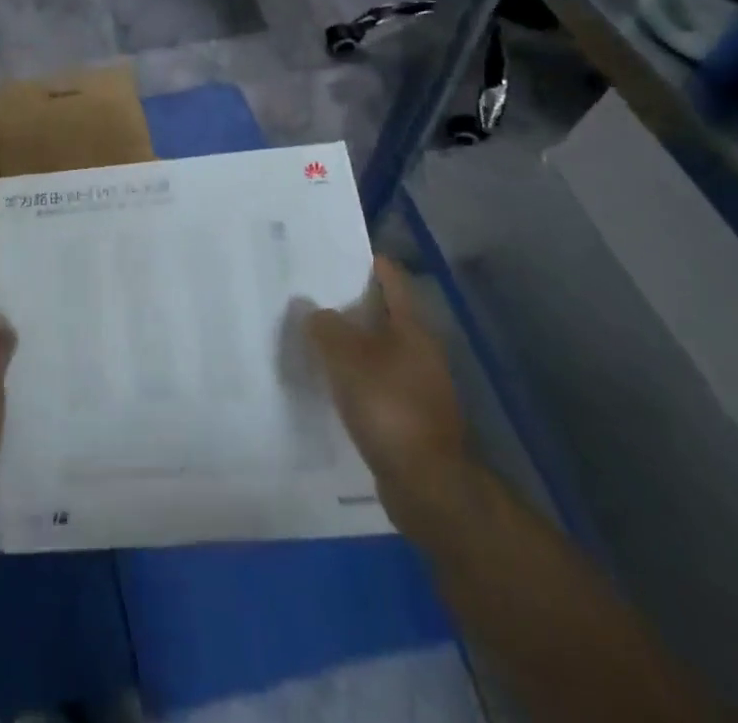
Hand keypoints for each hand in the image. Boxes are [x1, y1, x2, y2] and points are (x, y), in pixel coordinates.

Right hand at [304, 257, 468, 533]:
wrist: (428, 485)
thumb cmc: (389, 407)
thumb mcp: (346, 358)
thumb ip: (325, 327)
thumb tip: (312, 308)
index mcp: (412, 327)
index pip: (391, 278)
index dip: (365, 261)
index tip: (331, 252)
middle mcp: (420, 350)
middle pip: (382, 313)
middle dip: (348, 302)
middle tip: (309, 292)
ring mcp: (417, 385)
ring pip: (377, 349)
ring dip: (349, 341)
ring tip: (310, 334)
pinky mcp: (408, 416)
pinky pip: (375, 381)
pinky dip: (353, 375)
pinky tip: (327, 380)